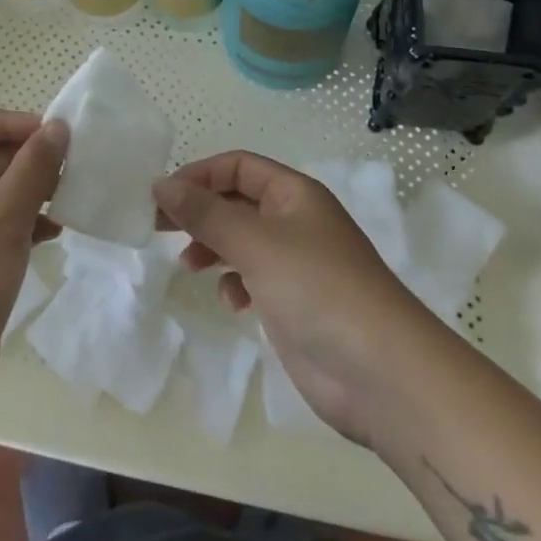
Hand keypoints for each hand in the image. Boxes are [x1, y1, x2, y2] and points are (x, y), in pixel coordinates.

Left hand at [0, 105, 66, 436]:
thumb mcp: (2, 218)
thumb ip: (33, 168)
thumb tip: (58, 125)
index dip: (12, 122)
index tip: (53, 141)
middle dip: (32, 159)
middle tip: (76, 172)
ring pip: (1, 194)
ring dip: (36, 192)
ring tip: (73, 201)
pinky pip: (3, 229)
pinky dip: (30, 224)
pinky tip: (57, 234)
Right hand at [154, 152, 421, 443]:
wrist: (381, 374)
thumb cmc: (318, 288)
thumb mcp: (255, 242)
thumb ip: (205, 213)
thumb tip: (161, 185)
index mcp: (294, 194)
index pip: (238, 166)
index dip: (200, 175)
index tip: (163, 196)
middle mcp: (296, 222)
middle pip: (237, 202)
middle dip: (199, 212)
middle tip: (158, 227)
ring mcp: (297, 265)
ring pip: (242, 241)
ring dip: (212, 247)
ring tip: (188, 264)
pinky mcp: (295, 304)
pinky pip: (253, 279)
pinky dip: (235, 284)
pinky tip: (230, 301)